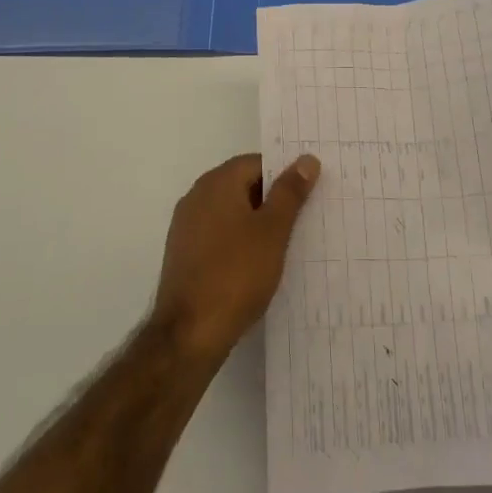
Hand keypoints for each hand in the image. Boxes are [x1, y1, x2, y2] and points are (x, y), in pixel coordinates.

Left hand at [153, 152, 318, 363]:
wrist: (189, 333)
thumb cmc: (236, 274)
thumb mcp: (273, 231)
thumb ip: (290, 192)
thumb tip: (306, 159)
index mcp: (217, 182)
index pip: (257, 162)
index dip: (284, 175)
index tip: (307, 194)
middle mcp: (197, 196)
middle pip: (242, 184)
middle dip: (271, 199)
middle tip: (303, 219)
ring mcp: (186, 225)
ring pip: (230, 211)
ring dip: (255, 222)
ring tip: (284, 244)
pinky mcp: (183, 253)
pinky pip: (217, 234)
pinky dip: (238, 241)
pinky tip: (256, 264)